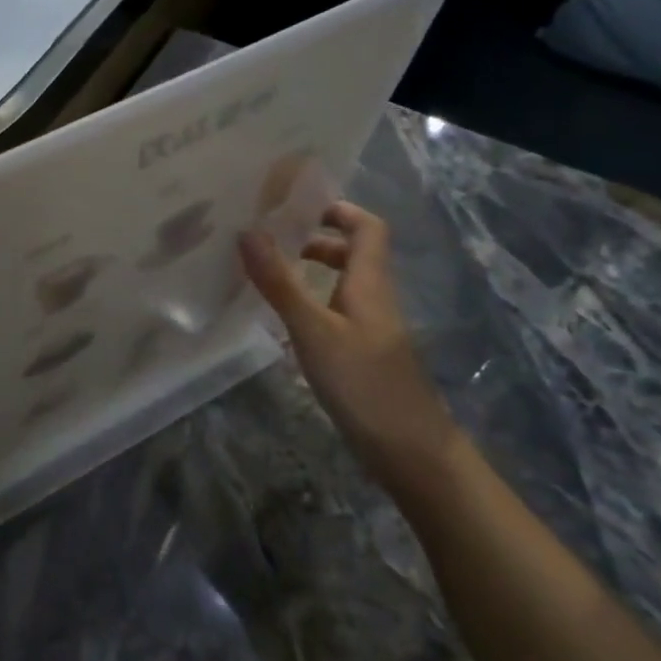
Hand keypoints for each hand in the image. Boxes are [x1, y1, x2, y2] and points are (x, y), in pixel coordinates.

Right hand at [241, 201, 457, 496]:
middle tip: (268, 240)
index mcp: (369, 283)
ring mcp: (371, 329)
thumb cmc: (364, 384)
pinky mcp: (363, 355)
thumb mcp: (314, 331)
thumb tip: (248, 231)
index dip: (337, 209)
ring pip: (343, 284)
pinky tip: (282, 320)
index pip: (367, 227)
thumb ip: (280, 283)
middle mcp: (374, 299)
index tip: (294, 206)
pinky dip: (311, 303)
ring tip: (267, 274)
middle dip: (313, 239)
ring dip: (310, 271)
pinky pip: (336, 312)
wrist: (412, 454)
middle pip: (353, 253)